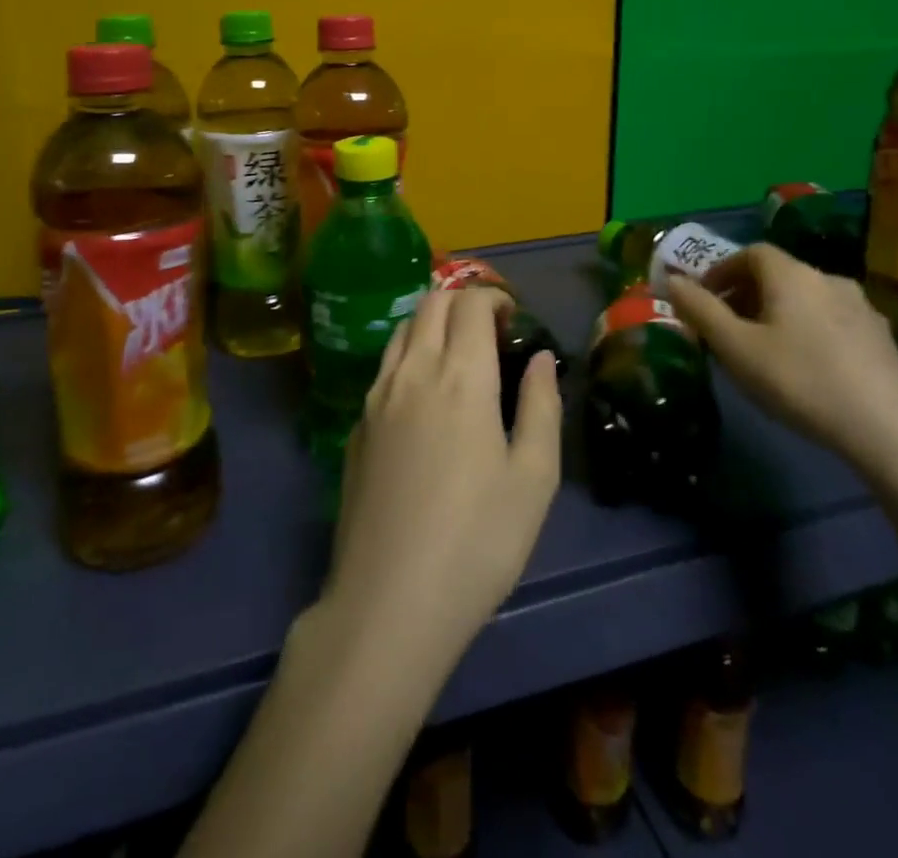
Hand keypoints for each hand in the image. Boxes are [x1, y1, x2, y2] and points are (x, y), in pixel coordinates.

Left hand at [321, 288, 560, 672]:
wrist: (389, 601)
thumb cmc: (478, 540)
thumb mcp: (533, 478)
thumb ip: (541, 405)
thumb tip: (541, 358)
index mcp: (459, 376)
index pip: (469, 303)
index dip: (494, 296)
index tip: (513, 317)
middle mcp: (412, 371)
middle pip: (430, 303)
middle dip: (462, 300)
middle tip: (490, 330)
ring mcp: (376, 397)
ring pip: (401, 329)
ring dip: (431, 322)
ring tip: (457, 354)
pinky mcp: (356, 426)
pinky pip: (384, 366)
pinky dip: (408, 354)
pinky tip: (424, 395)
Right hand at [667, 243, 897, 477]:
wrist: (892, 429)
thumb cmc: (801, 380)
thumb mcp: (736, 348)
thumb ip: (700, 310)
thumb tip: (672, 280)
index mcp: (791, 274)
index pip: (750, 252)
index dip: (722, 269)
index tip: (703, 298)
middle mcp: (828, 279)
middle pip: (778, 274)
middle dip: (745, 294)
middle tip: (725, 328)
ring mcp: (861, 307)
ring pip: (805, 298)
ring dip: (776, 313)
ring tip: (762, 350)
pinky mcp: (882, 338)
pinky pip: (830, 320)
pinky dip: (806, 330)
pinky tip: (805, 367)